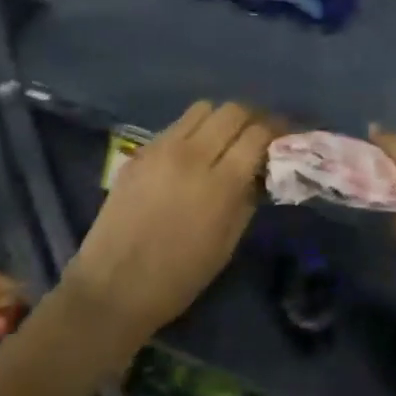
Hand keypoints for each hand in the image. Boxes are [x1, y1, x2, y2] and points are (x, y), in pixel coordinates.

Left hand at [63, 100, 276, 352]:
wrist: (113, 287)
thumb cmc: (179, 277)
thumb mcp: (227, 243)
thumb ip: (248, 198)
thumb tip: (260, 170)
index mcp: (220, 184)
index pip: (257, 134)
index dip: (276, 130)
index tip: (283, 137)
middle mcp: (192, 156)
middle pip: (232, 111)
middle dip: (252, 119)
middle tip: (258, 135)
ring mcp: (161, 149)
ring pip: (202, 109)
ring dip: (220, 119)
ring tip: (224, 140)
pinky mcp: (139, 152)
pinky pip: (175, 126)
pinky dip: (192, 132)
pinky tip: (192, 155)